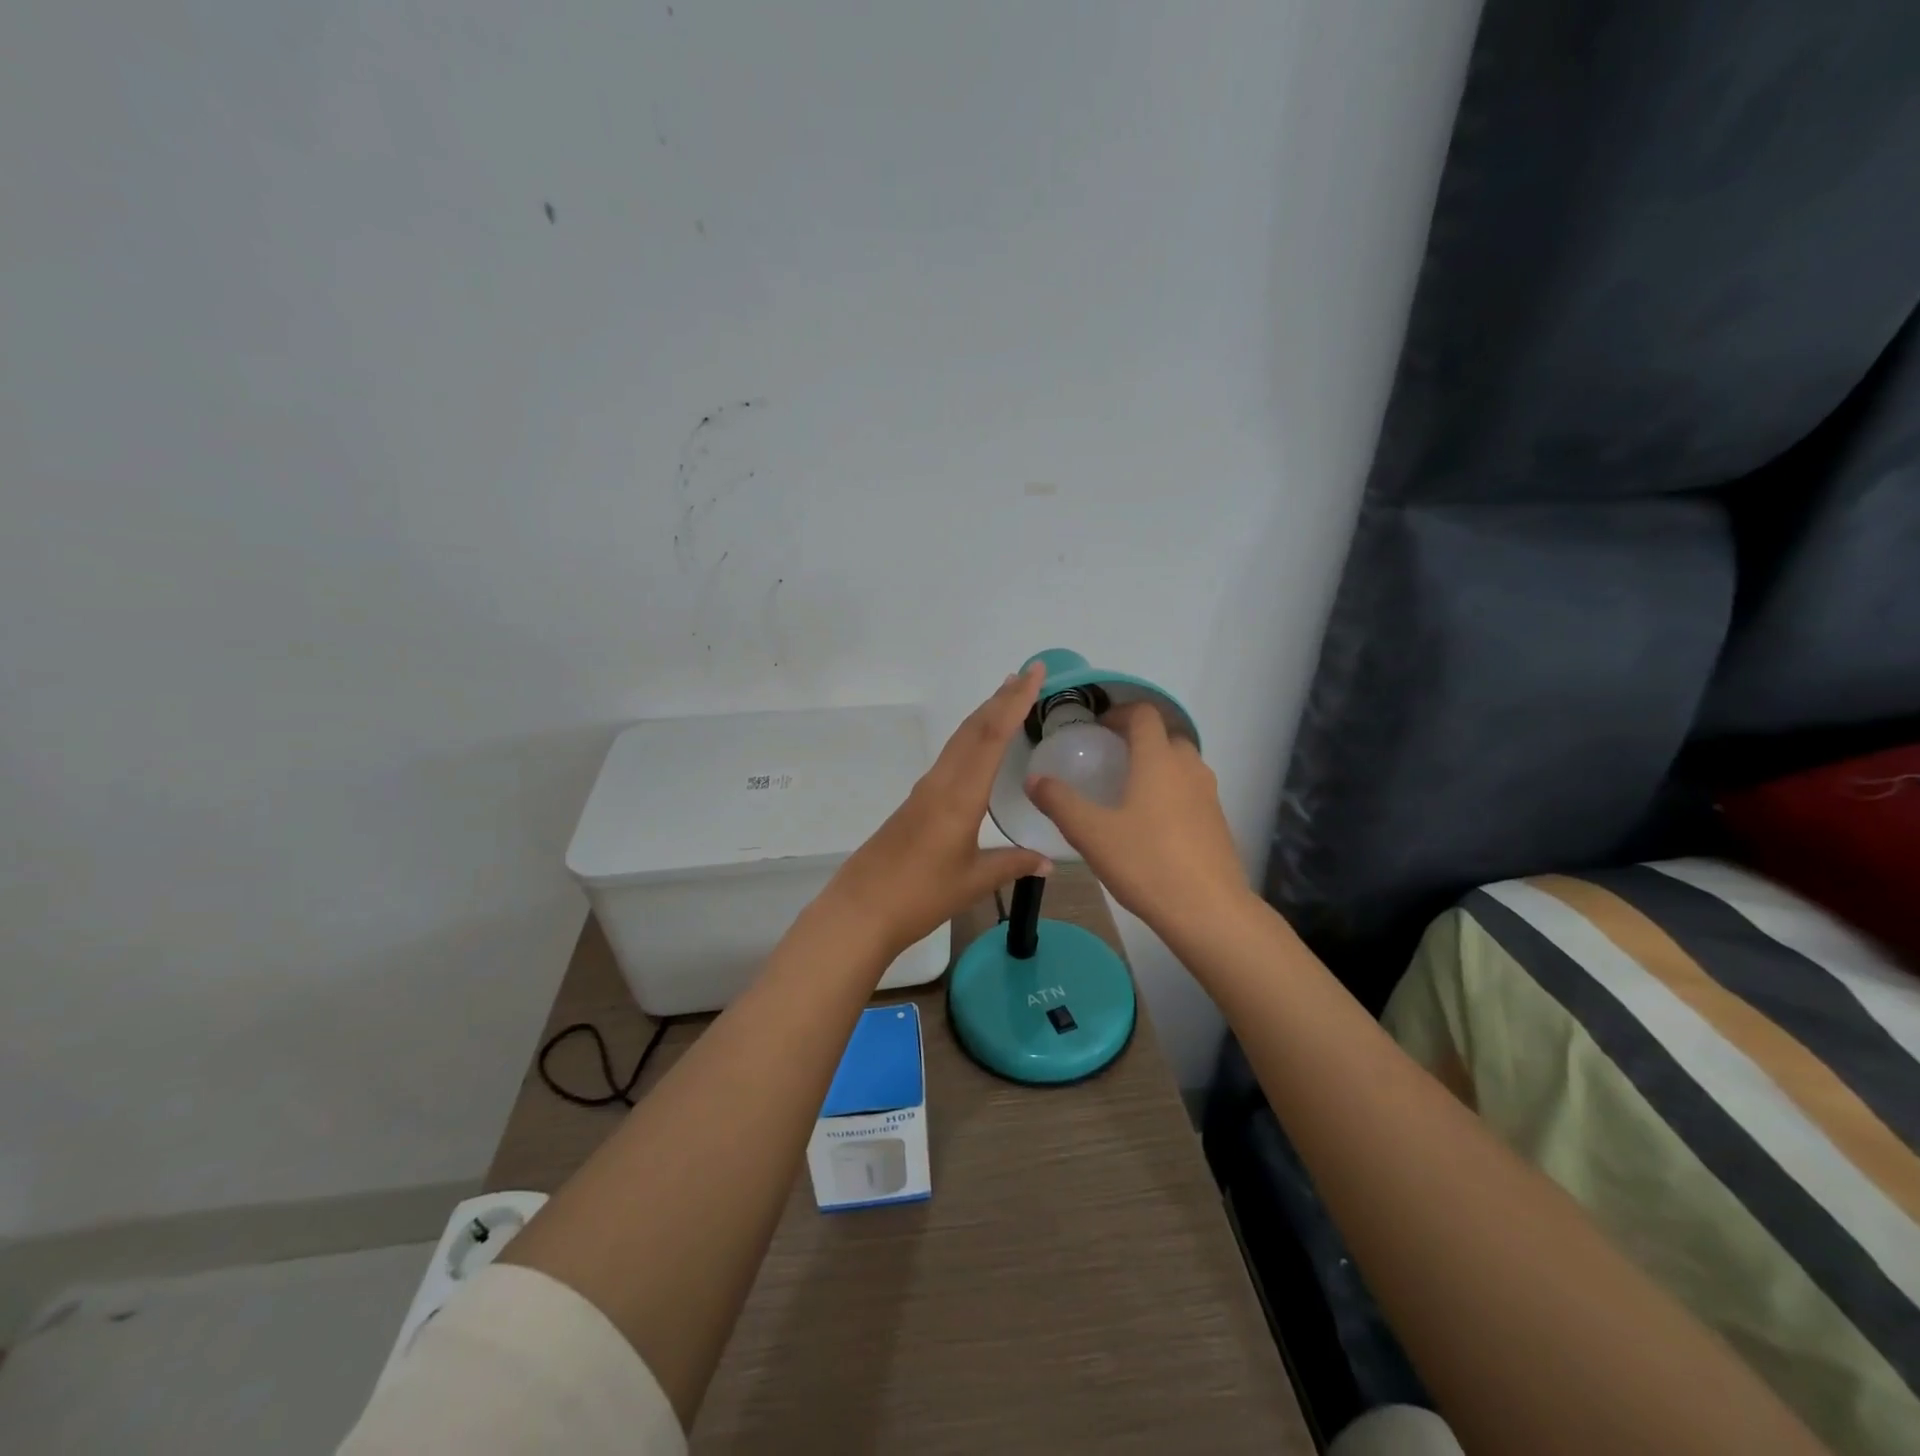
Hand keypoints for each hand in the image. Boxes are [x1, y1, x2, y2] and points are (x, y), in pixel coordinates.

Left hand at [821, 663, 1053, 958]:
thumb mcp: (974, 882)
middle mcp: (941, 783)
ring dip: (984, 715)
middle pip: (973, 729)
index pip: (991, 737)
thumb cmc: (920, 896)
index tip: (1034, 673)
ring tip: (1006, 697)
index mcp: (960, 796)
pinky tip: (978, 748)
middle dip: (1001, 699)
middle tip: (1027, 674)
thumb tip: (1048, 861)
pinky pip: (949, 758)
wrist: (860, 910)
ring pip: (959, 740)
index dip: (1014, 702)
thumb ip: (1012, 865)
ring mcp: (924, 790)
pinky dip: (971, 739)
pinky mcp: (915, 803)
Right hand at [1025, 702, 1249, 935]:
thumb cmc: (1146, 862)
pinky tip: (1152, 826)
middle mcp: (1189, 768)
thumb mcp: (1091, 833)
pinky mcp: (1218, 822)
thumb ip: (1060, 802)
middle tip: (1110, 759)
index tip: (1098, 728)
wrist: (1209, 911)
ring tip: (1129, 792)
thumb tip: (1034, 780)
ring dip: (1158, 765)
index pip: (1144, 714)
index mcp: (1158, 760)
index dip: (1120, 713)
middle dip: (1139, 739)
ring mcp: (1209, 796)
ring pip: (1183, 765)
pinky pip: (1192, 791)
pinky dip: (1172, 792)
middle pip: (1167, 736)